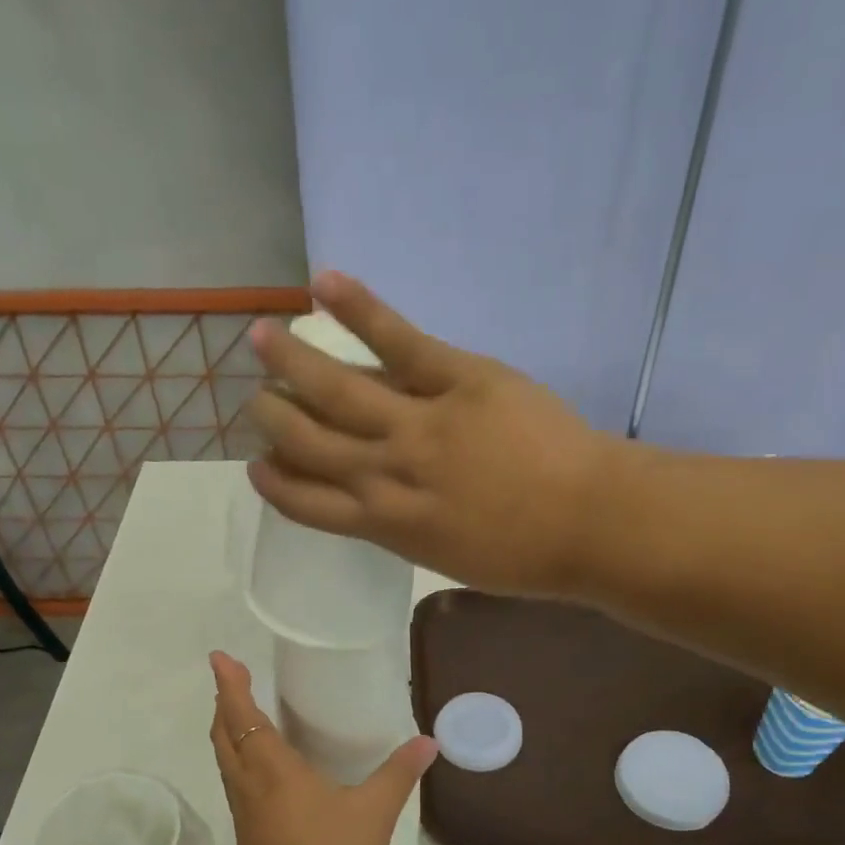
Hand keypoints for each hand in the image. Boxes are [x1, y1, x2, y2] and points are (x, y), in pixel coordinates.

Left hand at [208, 651, 435, 844]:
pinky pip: (234, 780)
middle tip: (233, 678)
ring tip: (242, 712)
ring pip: (225, 759)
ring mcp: (244, 811)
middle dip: (224, 703)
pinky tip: (261, 764)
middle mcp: (249, 785)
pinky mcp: (248, 833)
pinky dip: (238, 756)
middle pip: (223, 735)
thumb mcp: (375, 813)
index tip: (220, 658)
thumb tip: (428, 742)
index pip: (243, 717)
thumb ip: (399, 774)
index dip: (230, 686)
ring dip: (227, 730)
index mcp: (273, 770)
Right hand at [246, 270, 625, 596]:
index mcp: (387, 525)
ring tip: (261, 338)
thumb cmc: (524, 558)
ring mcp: (419, 424)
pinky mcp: (457, 379)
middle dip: (273, 419)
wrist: (589, 523)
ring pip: (337, 390)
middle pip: (309, 443)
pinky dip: (358, 309)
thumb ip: (407, 527)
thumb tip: (380, 497)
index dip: (276, 484)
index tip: (258, 466)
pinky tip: (320, 284)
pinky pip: (398, 340)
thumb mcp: (449, 560)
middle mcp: (387, 474)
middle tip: (256, 400)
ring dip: (292, 362)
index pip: (309, 504)